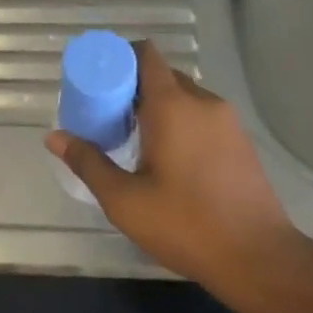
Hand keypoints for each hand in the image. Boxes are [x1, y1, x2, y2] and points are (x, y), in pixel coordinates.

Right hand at [45, 40, 302, 299]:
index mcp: (172, 105)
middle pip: (162, 75)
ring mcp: (227, 121)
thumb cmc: (185, 224)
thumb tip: (54, 137)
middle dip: (133, 87)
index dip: (119, 58)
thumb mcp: (124, 199)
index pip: (146, 55)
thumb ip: (88, 162)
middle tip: (107, 114)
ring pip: (184, 96)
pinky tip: (168, 157)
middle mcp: (202, 102)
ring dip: (158, 106)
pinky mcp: (240, 141)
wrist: (258, 257)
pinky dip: (180, 121)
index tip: (97, 79)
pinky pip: (202, 115)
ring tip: (134, 137)